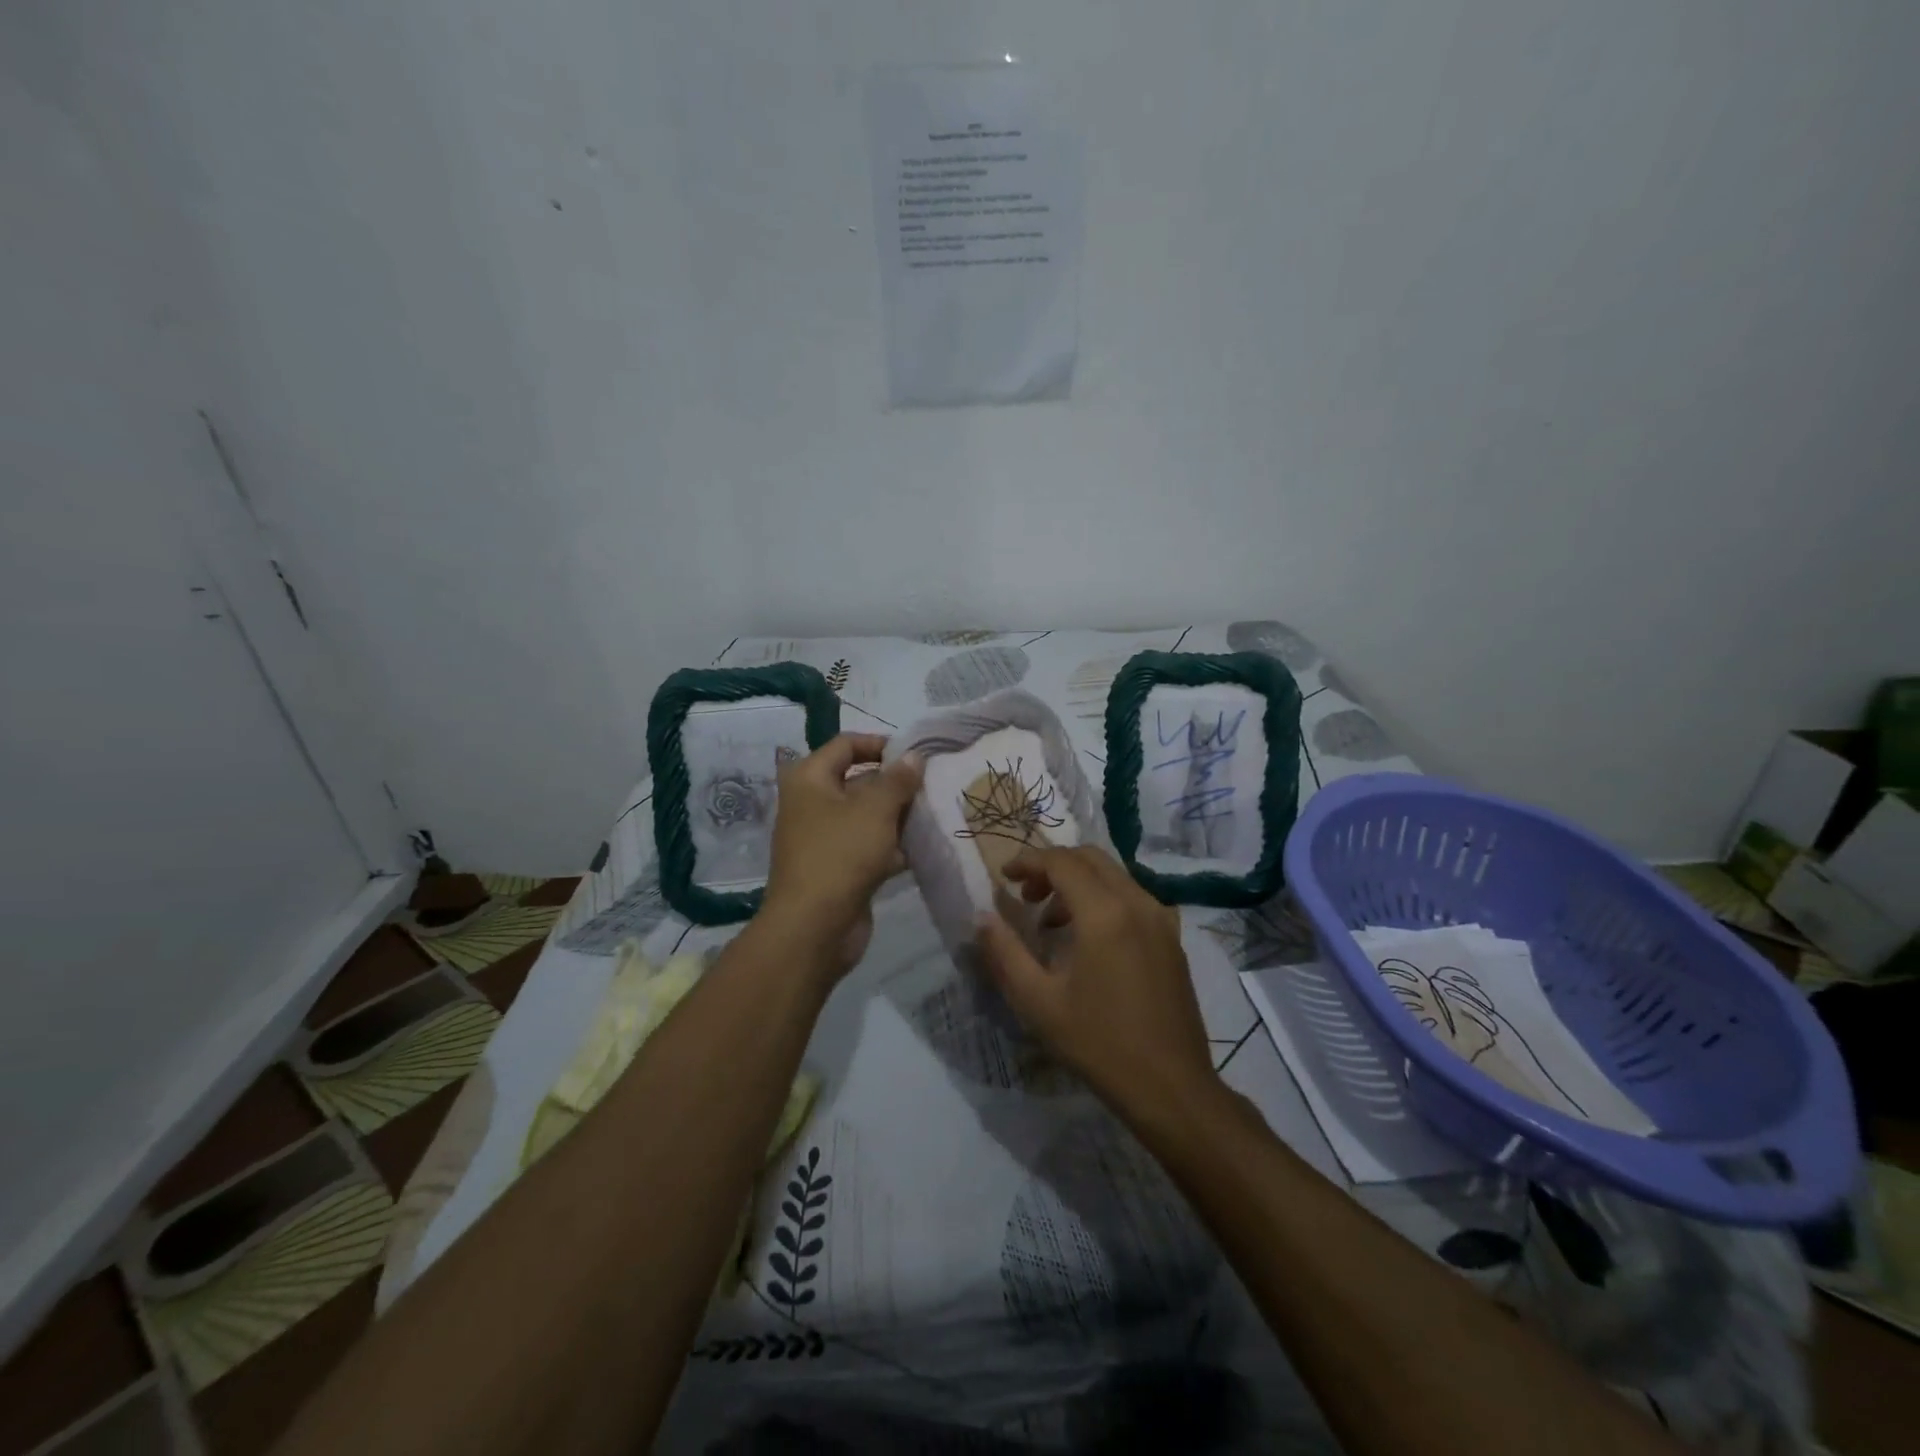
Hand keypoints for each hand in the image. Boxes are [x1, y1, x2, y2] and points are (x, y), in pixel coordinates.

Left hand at [761, 734, 921, 973]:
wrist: (813, 928)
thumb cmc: (840, 855)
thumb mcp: (875, 810)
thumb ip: (898, 780)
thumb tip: (914, 756)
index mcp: (809, 779)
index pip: (846, 745)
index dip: (880, 744)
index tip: (915, 755)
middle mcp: (812, 804)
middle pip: (858, 781)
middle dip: (895, 783)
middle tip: (933, 785)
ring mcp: (825, 838)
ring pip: (867, 816)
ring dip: (898, 816)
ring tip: (935, 813)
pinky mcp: (839, 868)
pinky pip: (869, 847)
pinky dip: (893, 846)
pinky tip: (925, 847)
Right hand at [975, 846, 1214, 1116]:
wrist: (1171, 1086)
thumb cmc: (1099, 1043)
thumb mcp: (1038, 1002)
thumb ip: (1006, 953)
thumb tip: (982, 918)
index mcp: (1104, 913)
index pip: (1061, 862)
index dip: (1028, 862)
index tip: (1004, 877)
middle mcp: (1137, 902)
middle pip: (1090, 858)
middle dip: (1053, 867)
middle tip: (1026, 897)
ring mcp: (1161, 918)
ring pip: (1114, 874)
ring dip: (1078, 882)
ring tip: (1052, 922)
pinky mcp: (1172, 937)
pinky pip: (1133, 896)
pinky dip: (1104, 898)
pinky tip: (1089, 939)